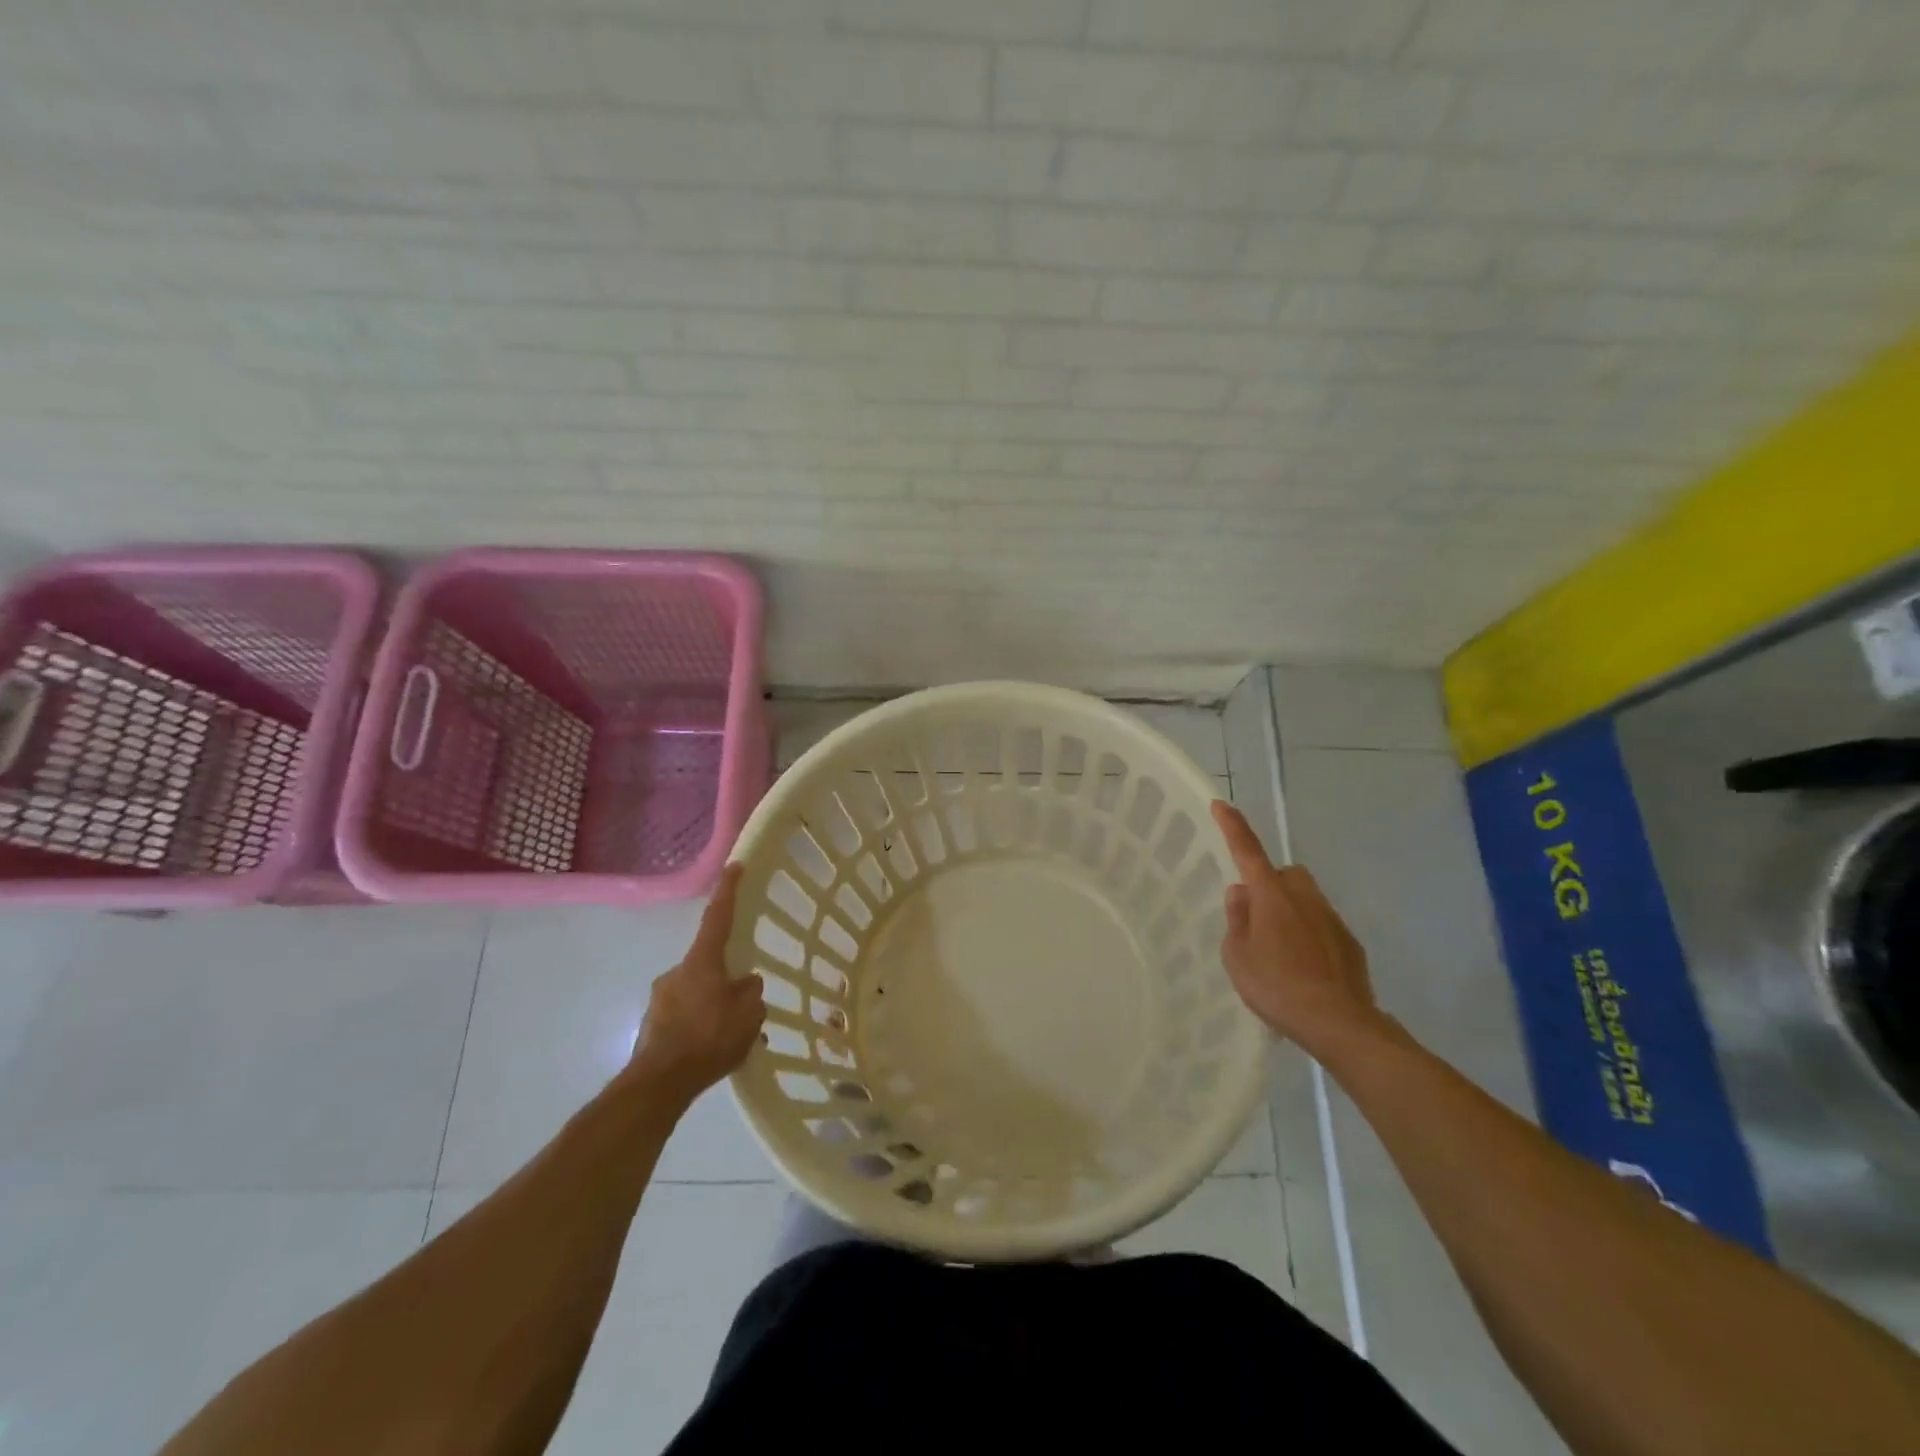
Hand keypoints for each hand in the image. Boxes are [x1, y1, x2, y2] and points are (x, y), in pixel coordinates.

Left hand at [629, 864, 765, 1106]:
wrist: (658, 1085)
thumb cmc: (708, 1040)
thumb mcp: (748, 1016)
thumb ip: (751, 993)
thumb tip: (746, 983)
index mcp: (702, 962)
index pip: (717, 917)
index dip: (728, 890)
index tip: (734, 866)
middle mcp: (677, 972)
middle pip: (709, 963)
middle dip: (726, 978)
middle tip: (744, 1004)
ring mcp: (660, 998)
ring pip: (697, 992)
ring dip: (713, 1006)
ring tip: (730, 1037)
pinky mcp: (652, 1024)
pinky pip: (685, 1015)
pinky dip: (699, 1025)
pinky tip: (711, 1050)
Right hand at [1210, 801, 1381, 1055]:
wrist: (1340, 1024)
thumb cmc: (1278, 987)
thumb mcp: (1238, 957)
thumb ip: (1236, 920)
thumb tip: (1241, 894)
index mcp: (1271, 896)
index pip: (1248, 851)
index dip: (1233, 827)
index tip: (1222, 805)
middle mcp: (1304, 897)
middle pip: (1284, 874)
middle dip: (1271, 884)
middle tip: (1256, 916)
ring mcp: (1331, 919)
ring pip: (1305, 899)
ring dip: (1290, 911)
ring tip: (1279, 950)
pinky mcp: (1350, 943)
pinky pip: (1322, 926)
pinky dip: (1310, 936)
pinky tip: (1304, 969)